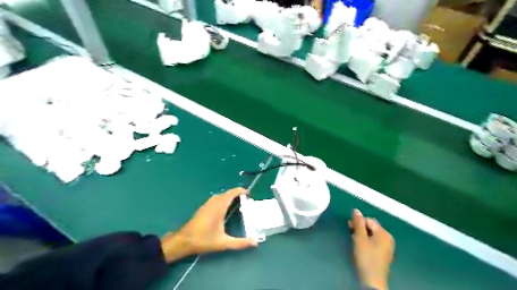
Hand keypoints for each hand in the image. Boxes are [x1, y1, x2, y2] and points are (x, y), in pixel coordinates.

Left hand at [161, 187, 256, 263]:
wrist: (183, 241)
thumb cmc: (203, 240)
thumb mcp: (223, 243)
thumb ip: (239, 243)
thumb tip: (255, 243)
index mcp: (219, 208)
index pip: (231, 194)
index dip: (240, 191)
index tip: (248, 194)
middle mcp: (213, 203)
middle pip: (226, 193)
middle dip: (236, 194)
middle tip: (245, 200)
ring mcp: (206, 205)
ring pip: (220, 196)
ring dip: (228, 196)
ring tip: (236, 203)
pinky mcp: (202, 208)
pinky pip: (215, 199)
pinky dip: (222, 199)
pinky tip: (224, 208)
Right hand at [349, 209, 394, 289]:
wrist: (372, 280)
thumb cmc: (366, 257)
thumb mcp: (360, 238)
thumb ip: (358, 223)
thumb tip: (356, 210)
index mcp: (384, 233)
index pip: (369, 220)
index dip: (358, 221)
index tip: (349, 226)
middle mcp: (388, 238)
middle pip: (371, 227)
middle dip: (360, 227)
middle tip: (350, 232)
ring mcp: (387, 247)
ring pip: (372, 235)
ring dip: (362, 234)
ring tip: (354, 239)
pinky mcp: (384, 254)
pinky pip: (374, 242)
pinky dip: (366, 241)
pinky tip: (360, 246)